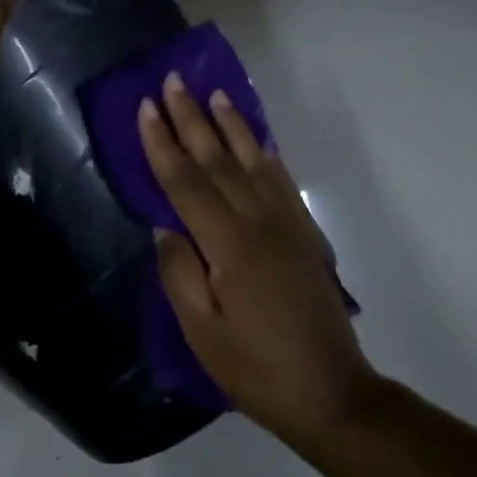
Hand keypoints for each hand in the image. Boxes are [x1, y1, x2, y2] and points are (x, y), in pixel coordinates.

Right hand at [140, 75, 376, 444]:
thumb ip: (179, 273)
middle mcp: (260, 223)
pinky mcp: (306, 236)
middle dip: (192, 120)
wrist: (331, 394)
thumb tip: (164, 228)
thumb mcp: (201, 330)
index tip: (146, 108)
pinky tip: (257, 142)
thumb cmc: (254, 367)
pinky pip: (282, 182)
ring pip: (254, 163)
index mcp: (229, 245)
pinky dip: (265, 155)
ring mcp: (288, 226)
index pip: (186, 182)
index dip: (162, 144)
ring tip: (215, 95)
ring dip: (232, 126)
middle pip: (219, 161)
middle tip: (173, 82)